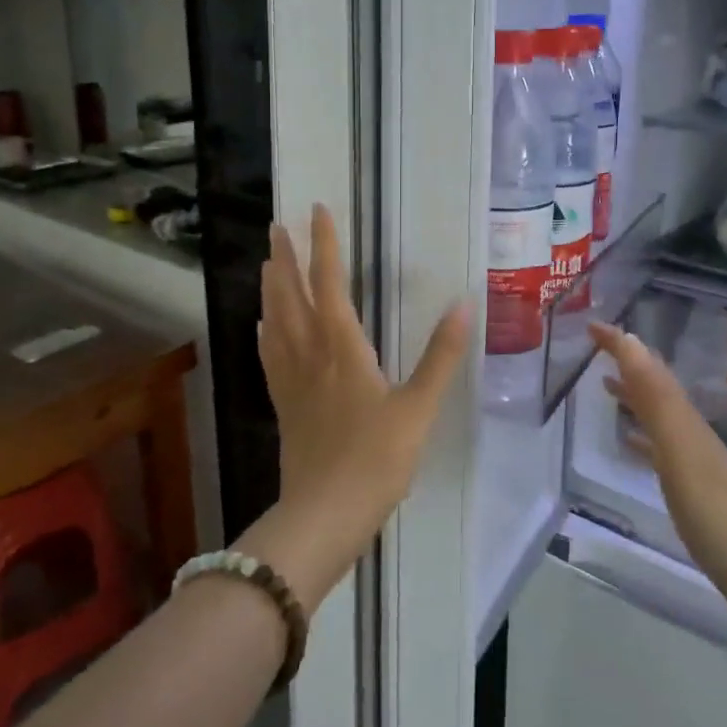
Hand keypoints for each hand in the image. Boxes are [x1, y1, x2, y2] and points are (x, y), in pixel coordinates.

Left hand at [244, 204, 469, 612]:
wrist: (324, 515)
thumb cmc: (376, 459)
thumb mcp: (418, 407)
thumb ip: (441, 356)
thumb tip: (464, 305)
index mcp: (342, 348)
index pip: (329, 283)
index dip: (323, 245)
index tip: (316, 211)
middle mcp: (311, 355)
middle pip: (291, 296)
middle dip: (285, 258)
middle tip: (277, 227)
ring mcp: (292, 381)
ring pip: (275, 322)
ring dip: (271, 288)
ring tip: (268, 263)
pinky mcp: (285, 405)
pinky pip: (270, 356)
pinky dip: (266, 332)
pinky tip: (263, 327)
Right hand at [590, 322, 726, 620]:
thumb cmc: (713, 509)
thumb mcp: (678, 446)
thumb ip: (655, 396)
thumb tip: (631, 340)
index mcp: (684, 418)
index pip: (648, 368)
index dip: (621, 345)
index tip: (591, 324)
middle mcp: (689, 431)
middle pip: (654, 386)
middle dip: (627, 363)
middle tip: (594, 350)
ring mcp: (693, 460)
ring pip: (657, 414)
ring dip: (633, 395)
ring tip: (605, 387)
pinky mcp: (693, 489)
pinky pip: (659, 447)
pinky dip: (641, 435)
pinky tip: (630, 443)